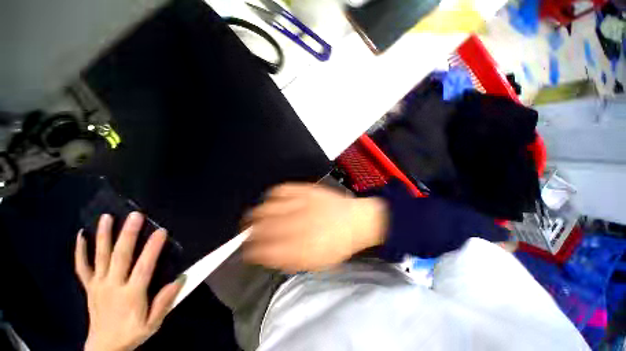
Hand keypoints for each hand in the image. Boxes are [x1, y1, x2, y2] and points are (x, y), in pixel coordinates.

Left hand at [75, 212, 184, 350]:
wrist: (104, 348)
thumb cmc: (132, 333)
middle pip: (120, 257)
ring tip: (106, 217)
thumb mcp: (153, 324)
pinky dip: (80, 251)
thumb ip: (164, 302)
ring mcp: (98, 285)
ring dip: (103, 236)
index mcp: (131, 295)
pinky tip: (81, 236)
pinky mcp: (89, 287)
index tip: (161, 231)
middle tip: (135, 215)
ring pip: (100, 257)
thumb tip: (180, 279)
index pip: (143, 267)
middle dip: (128, 234)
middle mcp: (113, 286)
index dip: (152, 249)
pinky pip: (82, 267)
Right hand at [243, 184, 387, 272]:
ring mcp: (302, 204)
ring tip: (253, 217)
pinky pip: (281, 190)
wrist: (356, 220)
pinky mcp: (306, 190)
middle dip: (248, 231)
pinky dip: (272, 196)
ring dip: (256, 214)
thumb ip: (289, 260)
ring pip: (268, 207)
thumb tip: (267, 255)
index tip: (247, 250)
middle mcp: (299, 225)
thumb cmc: (338, 244)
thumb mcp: (316, 262)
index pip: (265, 250)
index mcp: (302, 248)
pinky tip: (271, 201)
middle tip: (245, 232)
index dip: (251, 251)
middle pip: (263, 227)